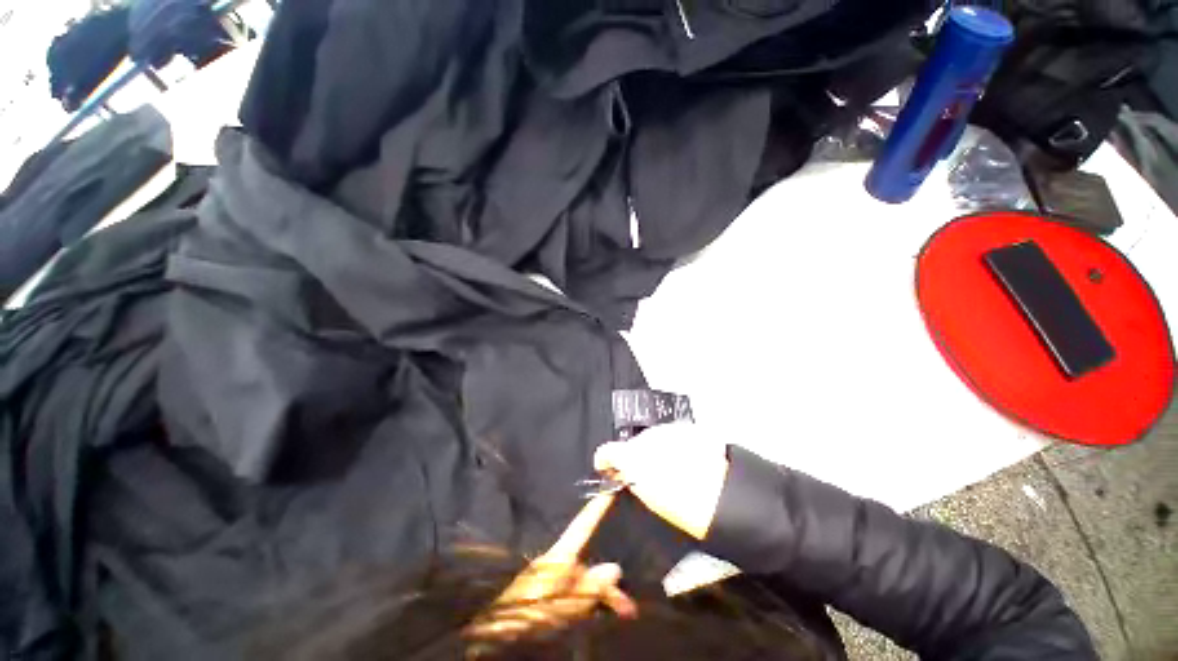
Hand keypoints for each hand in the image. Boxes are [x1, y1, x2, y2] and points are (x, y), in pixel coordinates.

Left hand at [465, 494, 636, 652]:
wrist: (494, 631)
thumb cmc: (526, 611)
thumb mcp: (561, 602)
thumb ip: (588, 587)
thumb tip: (615, 568)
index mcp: (560, 556)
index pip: (583, 526)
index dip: (598, 508)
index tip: (609, 487)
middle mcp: (557, 561)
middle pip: (588, 563)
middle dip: (607, 584)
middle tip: (628, 608)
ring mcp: (551, 577)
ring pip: (583, 582)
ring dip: (600, 597)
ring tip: (619, 614)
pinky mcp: (547, 592)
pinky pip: (573, 593)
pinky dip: (587, 603)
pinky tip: (595, 614)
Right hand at [594, 424, 728, 539]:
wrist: (719, 489)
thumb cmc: (682, 501)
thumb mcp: (648, 497)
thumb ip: (631, 480)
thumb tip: (626, 475)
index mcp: (630, 455)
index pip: (605, 452)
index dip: (603, 460)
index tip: (606, 468)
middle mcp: (644, 437)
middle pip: (632, 444)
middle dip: (634, 456)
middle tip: (645, 474)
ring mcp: (665, 430)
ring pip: (651, 438)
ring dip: (654, 449)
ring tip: (668, 468)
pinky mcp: (683, 428)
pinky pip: (670, 435)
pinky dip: (671, 445)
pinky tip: (683, 459)